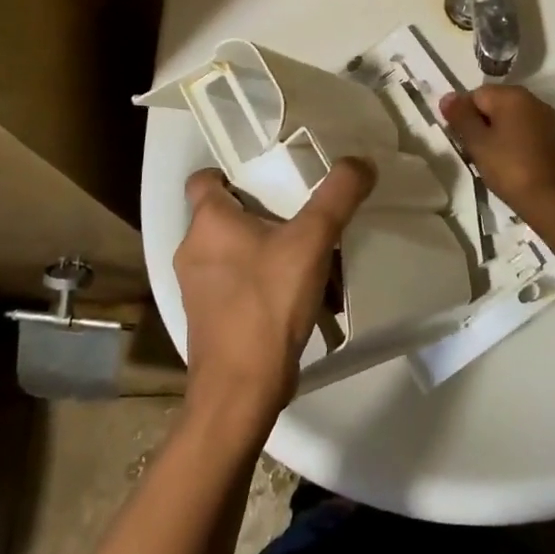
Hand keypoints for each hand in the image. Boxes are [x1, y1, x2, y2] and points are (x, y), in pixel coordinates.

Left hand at [174, 159, 374, 421]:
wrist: (240, 391)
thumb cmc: (267, 303)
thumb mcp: (312, 241)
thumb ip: (338, 196)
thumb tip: (361, 162)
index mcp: (208, 222)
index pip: (204, 179)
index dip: (231, 171)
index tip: (268, 174)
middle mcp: (193, 250)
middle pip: (225, 214)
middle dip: (262, 211)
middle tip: (301, 212)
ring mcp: (197, 288)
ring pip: (233, 251)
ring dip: (266, 249)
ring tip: (306, 254)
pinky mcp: (209, 319)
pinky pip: (236, 284)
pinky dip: (261, 281)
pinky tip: (296, 293)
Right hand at [439, 85, 554, 219]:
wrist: (549, 199)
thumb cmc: (508, 167)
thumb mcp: (477, 142)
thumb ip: (460, 116)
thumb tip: (447, 96)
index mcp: (512, 95)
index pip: (476, 94)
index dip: (462, 114)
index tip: (460, 138)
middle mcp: (531, 100)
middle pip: (493, 103)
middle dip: (478, 123)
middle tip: (471, 149)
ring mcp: (544, 118)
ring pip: (507, 117)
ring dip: (493, 132)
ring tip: (486, 157)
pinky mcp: (550, 136)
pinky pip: (522, 129)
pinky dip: (510, 139)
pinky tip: (505, 160)